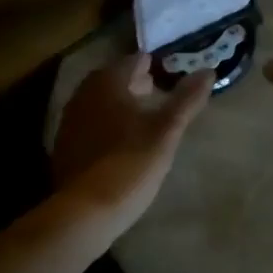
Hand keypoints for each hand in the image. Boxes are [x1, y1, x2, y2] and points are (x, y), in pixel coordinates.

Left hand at [53, 54, 212, 229]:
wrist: (86, 211)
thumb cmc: (131, 163)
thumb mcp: (167, 131)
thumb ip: (187, 99)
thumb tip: (208, 70)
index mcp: (108, 83)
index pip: (133, 61)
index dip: (153, 66)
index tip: (170, 74)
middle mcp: (84, 94)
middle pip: (113, 79)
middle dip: (135, 83)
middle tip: (158, 92)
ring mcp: (70, 121)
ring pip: (100, 101)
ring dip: (120, 104)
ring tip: (143, 117)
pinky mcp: (65, 146)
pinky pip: (90, 123)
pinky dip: (107, 124)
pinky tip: (121, 141)